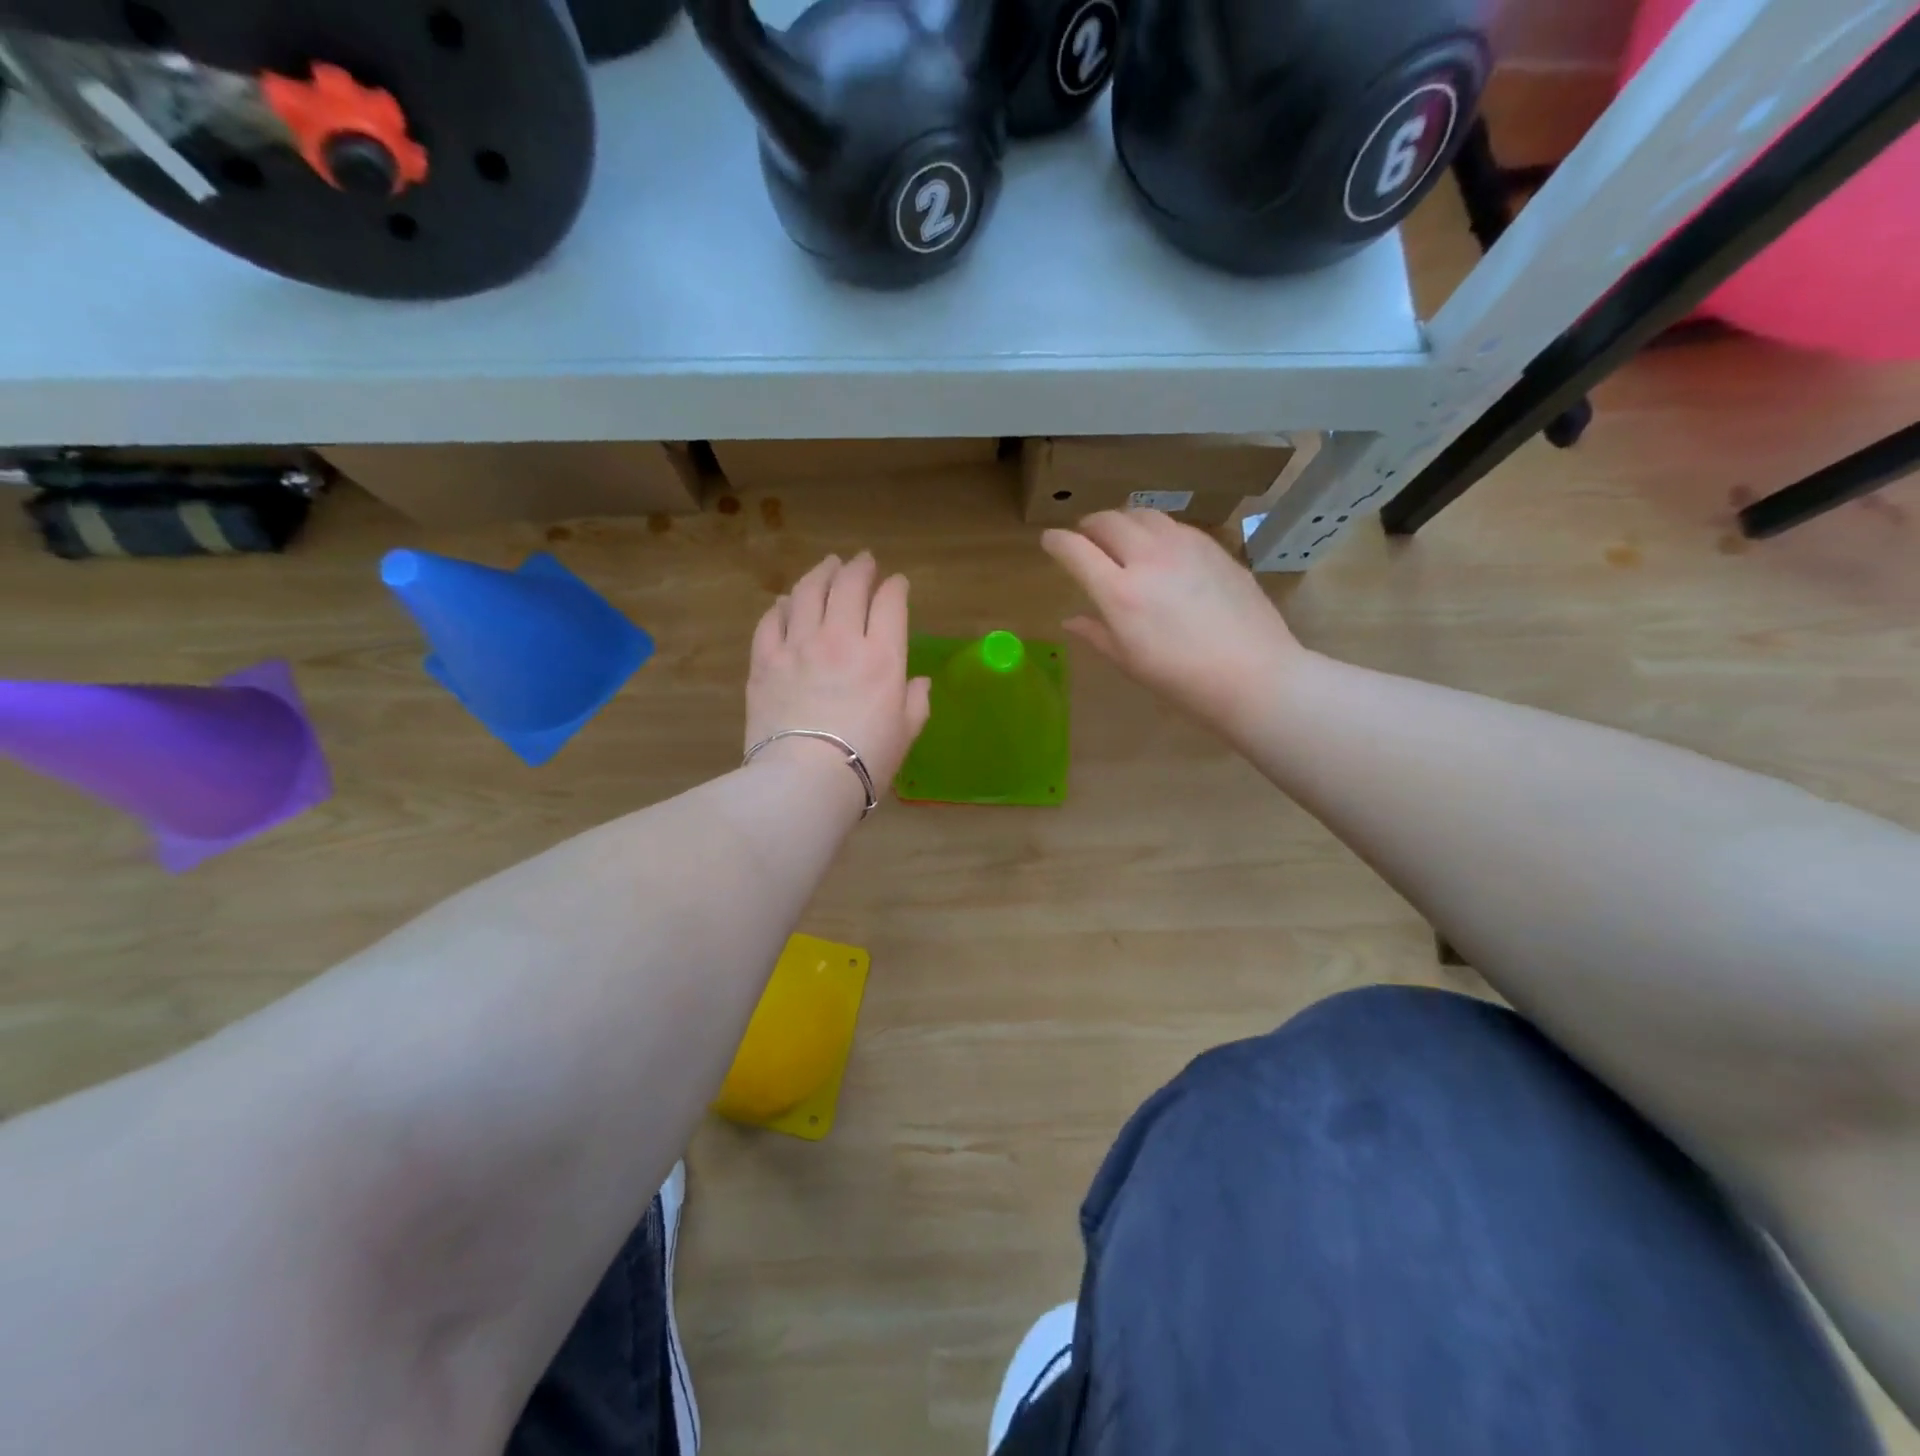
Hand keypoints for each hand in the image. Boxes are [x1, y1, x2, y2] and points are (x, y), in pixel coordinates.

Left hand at [745, 552, 931, 805]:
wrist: (804, 782)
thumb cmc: (865, 762)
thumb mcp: (906, 734)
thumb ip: (916, 702)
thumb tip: (918, 682)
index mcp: (882, 656)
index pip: (890, 603)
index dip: (895, 587)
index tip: (897, 583)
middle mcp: (840, 639)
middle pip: (849, 586)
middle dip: (860, 568)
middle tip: (863, 561)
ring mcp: (798, 646)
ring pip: (808, 592)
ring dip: (820, 573)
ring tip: (827, 565)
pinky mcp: (764, 661)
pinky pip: (771, 621)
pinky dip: (782, 606)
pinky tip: (786, 602)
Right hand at [1041, 510, 1306, 730]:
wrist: (1252, 673)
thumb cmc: (1182, 680)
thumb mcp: (1129, 662)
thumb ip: (1096, 633)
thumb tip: (1071, 620)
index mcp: (1120, 592)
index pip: (1076, 550)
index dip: (1056, 542)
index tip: (1049, 541)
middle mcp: (1148, 558)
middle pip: (1108, 521)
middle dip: (1088, 525)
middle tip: (1084, 538)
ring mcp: (1184, 547)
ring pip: (1142, 513)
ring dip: (1122, 520)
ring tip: (1120, 536)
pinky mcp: (1212, 546)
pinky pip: (1174, 525)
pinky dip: (1155, 529)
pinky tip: (1160, 548)